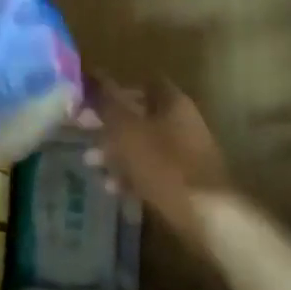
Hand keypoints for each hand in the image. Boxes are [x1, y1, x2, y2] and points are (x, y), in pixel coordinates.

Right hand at [82, 76, 231, 240]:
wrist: (208, 216)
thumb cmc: (164, 166)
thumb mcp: (127, 131)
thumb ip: (107, 102)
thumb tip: (92, 73)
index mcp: (172, 102)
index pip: (140, 83)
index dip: (113, 89)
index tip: (88, 101)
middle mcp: (181, 122)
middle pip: (139, 116)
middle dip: (108, 125)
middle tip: (82, 133)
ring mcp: (185, 153)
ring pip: (142, 145)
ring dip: (115, 153)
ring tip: (91, 165)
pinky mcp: (184, 181)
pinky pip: (152, 170)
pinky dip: (131, 176)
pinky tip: (112, 189)